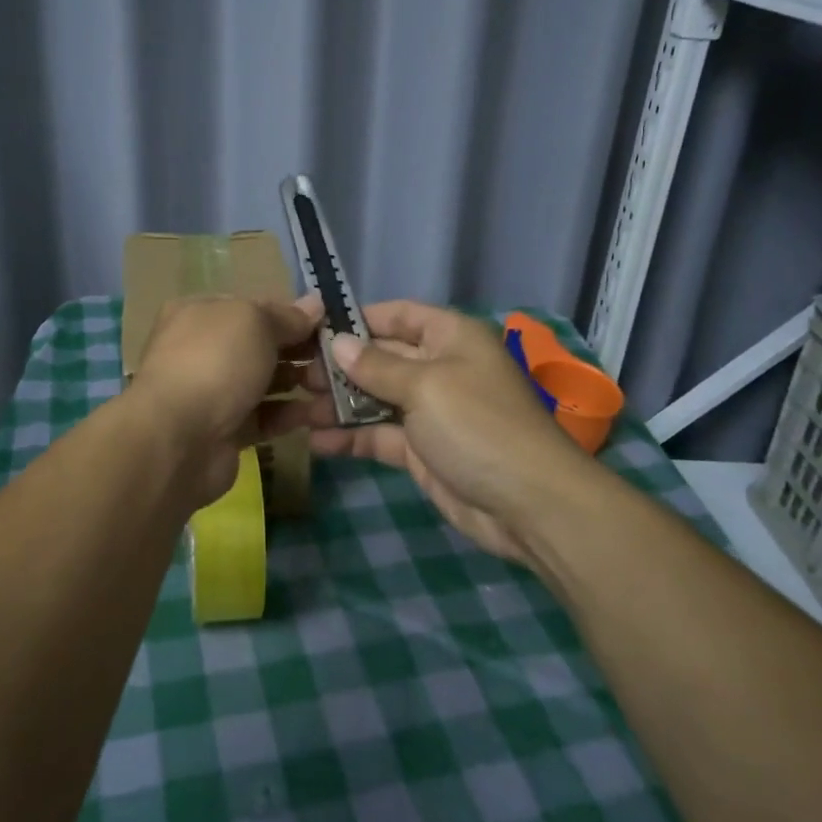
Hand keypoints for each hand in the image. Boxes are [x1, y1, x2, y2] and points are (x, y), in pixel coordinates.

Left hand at [127, 295, 322, 505]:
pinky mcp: (224, 431)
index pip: (252, 308)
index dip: (289, 314)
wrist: (178, 439)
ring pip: (264, 382)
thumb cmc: (215, 362)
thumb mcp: (254, 321)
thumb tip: (315, 305)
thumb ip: (286, 316)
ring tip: (334, 387)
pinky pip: (263, 417)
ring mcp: (211, 392)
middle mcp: (202, 350)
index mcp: (200, 314)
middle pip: (260, 345)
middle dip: (298, 351)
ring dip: (298, 383)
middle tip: (337, 359)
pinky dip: (288, 415)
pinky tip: (316, 414)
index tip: (326, 325)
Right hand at [302, 301, 590, 562]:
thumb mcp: (425, 386)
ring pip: (374, 398)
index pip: (396, 315)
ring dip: (338, 403)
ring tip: (295, 408)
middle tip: (293, 374)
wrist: (529, 505)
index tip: (311, 330)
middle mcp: (438, 367)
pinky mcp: (420, 450)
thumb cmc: (478, 426)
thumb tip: (337, 343)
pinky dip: (350, 436)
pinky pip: (378, 435)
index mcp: (449, 337)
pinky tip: (317, 441)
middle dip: (338, 366)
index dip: (356, 320)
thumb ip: (376, 366)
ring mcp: (429, 411)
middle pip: (380, 357)